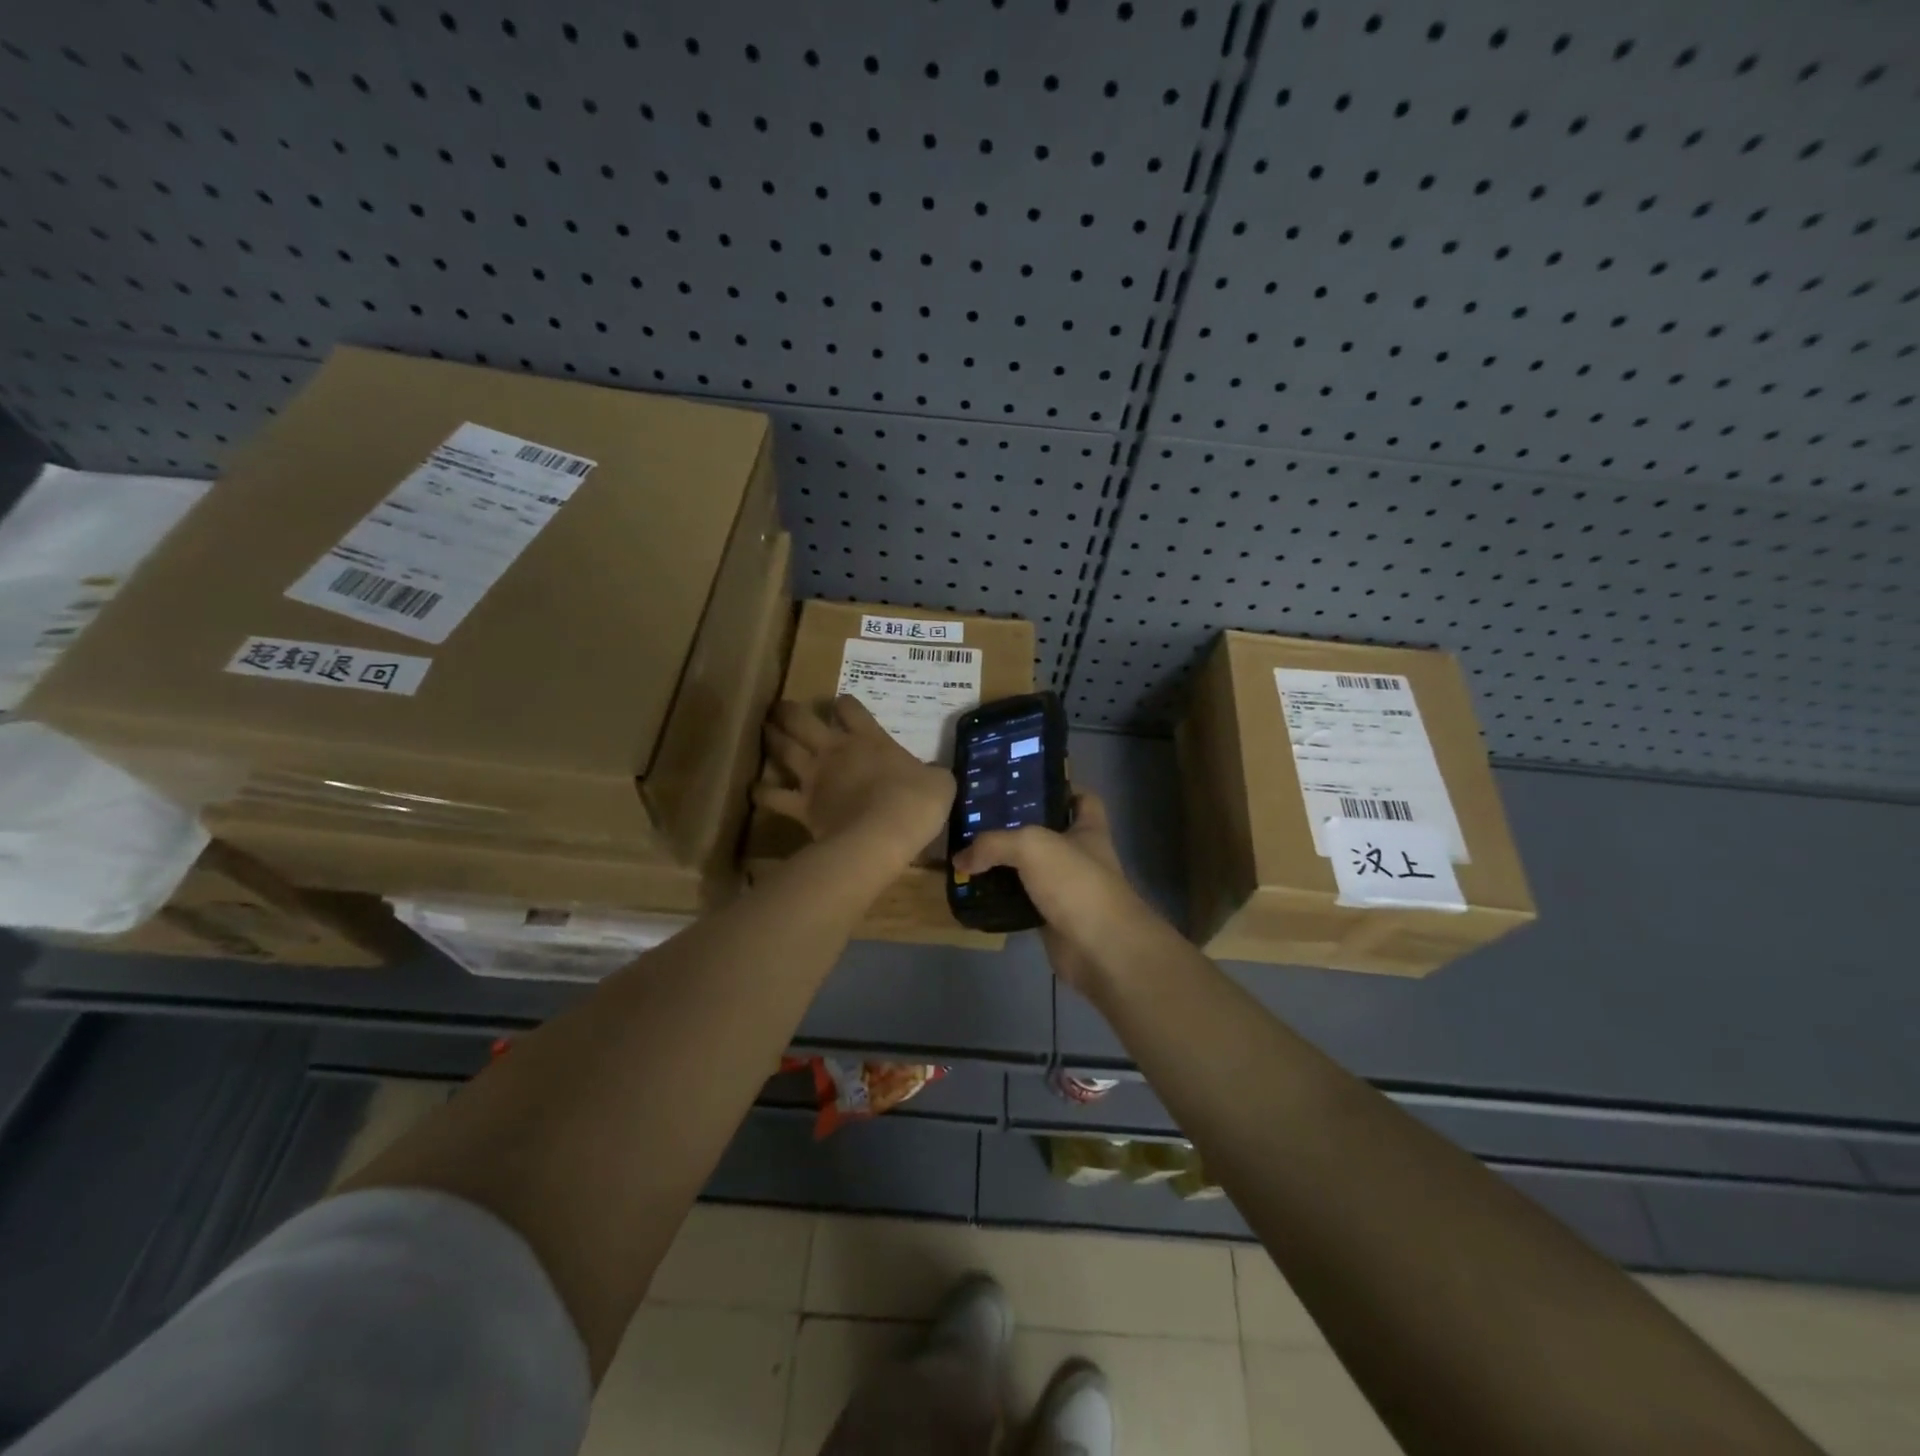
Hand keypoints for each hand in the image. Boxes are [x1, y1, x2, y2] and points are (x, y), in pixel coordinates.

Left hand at [757, 696, 954, 862]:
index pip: (851, 709)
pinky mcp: (802, 805)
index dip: (845, 704)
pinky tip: (755, 789)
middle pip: (804, 721)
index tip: (842, 704)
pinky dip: (762, 792)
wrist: (885, 833)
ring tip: (765, 730)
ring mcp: (815, 777)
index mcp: (870, 740)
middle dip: (791, 712)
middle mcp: (836, 751)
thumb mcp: (939, 782)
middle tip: (781, 707)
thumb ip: (931, 774)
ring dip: (772, 738)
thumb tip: (932, 776)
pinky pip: (774, 797)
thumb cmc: (917, 802)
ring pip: (784, 749)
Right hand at [951, 792, 1156, 991]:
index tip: (1025, 786)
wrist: (1100, 948)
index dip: (1059, 788)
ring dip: (1004, 865)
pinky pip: (1020, 901)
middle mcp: (1079, 855)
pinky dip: (1000, 899)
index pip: (1081, 798)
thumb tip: (960, 858)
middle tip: (978, 820)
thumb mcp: (1032, 846)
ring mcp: (1066, 888)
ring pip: (1030, 869)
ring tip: (967, 854)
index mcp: (1087, 828)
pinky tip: (973, 892)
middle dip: (1016, 827)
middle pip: (1047, 832)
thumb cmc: (1076, 882)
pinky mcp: (1051, 918)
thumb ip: (993, 844)